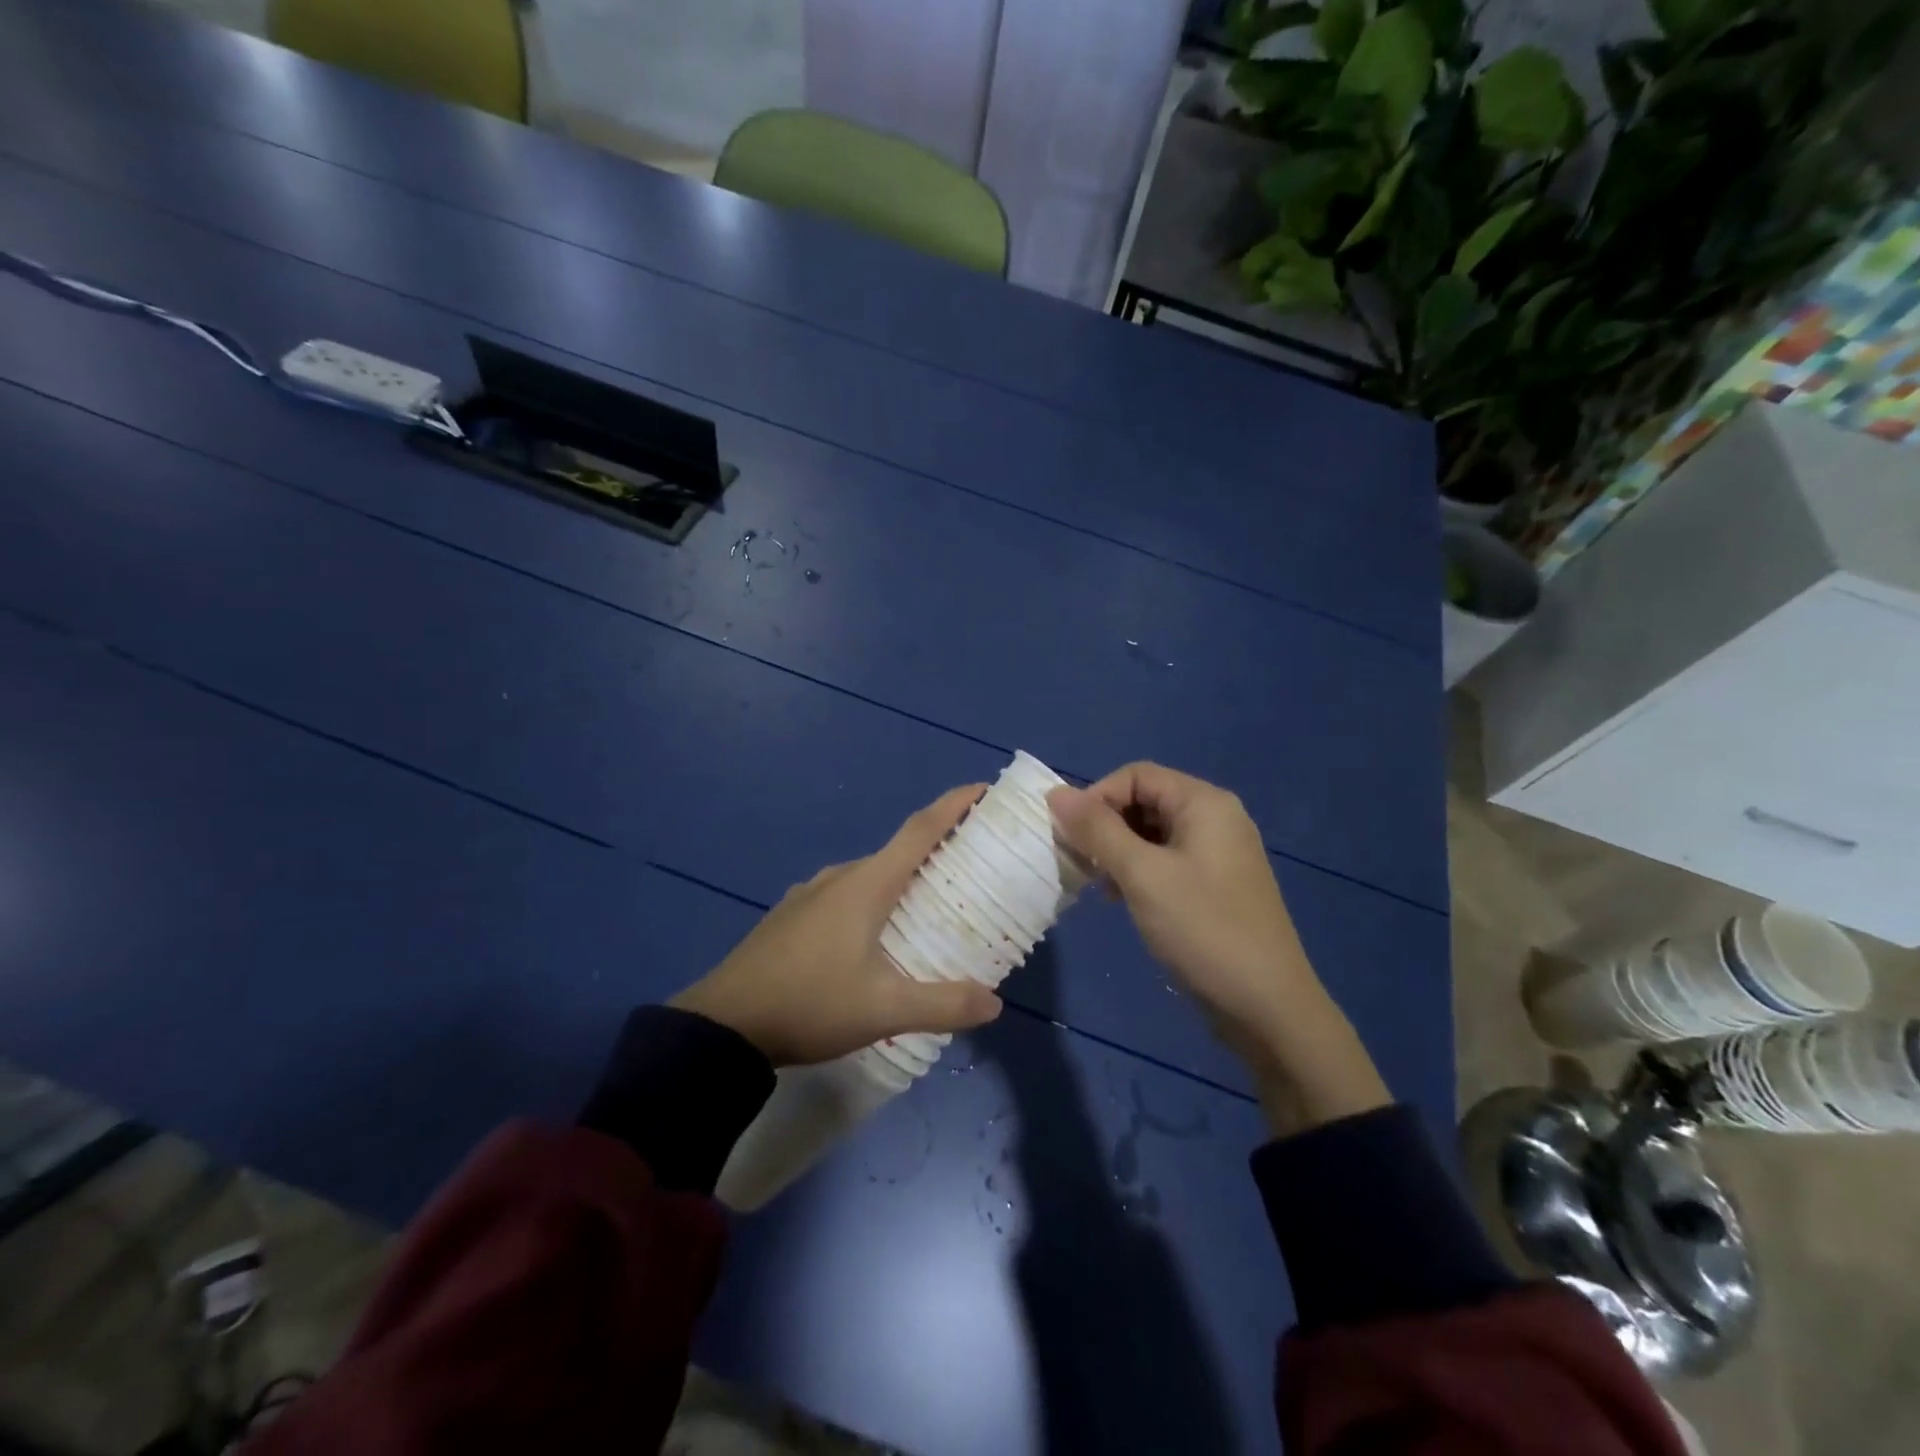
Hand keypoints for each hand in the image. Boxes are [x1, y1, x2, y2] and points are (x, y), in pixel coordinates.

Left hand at [672, 785, 1003, 1066]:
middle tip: (972, 868)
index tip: (983, 791)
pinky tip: (874, 938)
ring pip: (869, 877)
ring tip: (929, 907)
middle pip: (897, 852)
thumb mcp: (883, 1010)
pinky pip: (844, 896)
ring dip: (902, 881)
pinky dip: (872, 901)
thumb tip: (995, 1004)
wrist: (723, 1026)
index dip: (954, 806)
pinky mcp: (791, 916)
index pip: (920, 830)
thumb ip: (943, 1004)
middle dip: (936, 852)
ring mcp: (810, 894)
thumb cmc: (809, 1004)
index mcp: (866, 884)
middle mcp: (839, 877)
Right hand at [1049, 763, 1388, 1133]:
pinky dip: (1139, 871)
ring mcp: (1219, 853)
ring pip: (1153, 833)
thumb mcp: (1142, 876)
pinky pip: (1167, 861)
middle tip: (1080, 864)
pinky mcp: (1216, 885)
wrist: (1268, 1007)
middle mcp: (1215, 818)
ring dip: (1118, 851)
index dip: (1096, 797)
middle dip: (1106, 826)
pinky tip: (1123, 899)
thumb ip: (1097, 830)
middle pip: (1145, 800)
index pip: (1136, 775)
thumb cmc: (1203, 930)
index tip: (1069, 836)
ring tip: (1100, 886)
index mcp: (1204, 803)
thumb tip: (1055, 793)